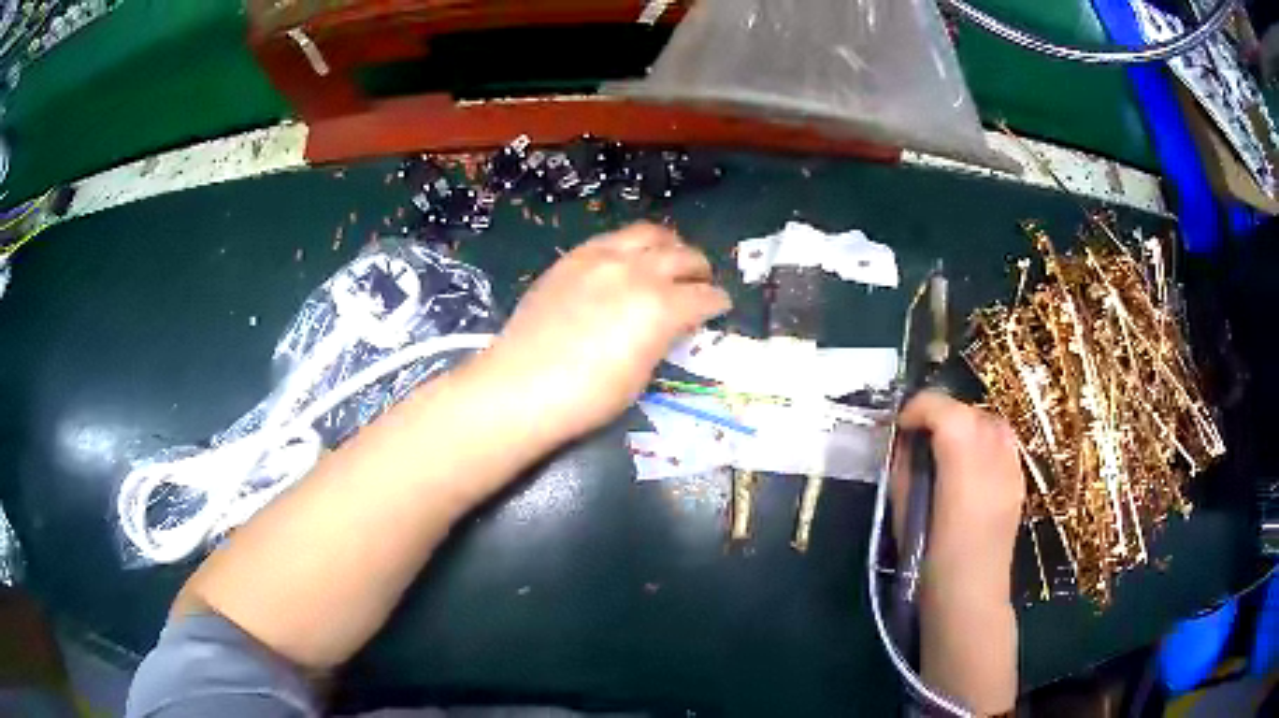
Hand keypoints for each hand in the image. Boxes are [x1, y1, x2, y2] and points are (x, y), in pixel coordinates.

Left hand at [479, 222, 731, 445]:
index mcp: (661, 307)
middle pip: (683, 257)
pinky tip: (628, 257)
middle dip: (700, 268)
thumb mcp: (641, 375)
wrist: (521, 386)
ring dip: (669, 245)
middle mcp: (637, 271)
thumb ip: (661, 339)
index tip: (721, 305)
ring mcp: (602, 258)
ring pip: (649, 234)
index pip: (704, 297)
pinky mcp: (573, 257)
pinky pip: (612, 237)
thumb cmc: (587, 396)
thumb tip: (669, 326)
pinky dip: (632, 244)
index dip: (718, 302)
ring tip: (670, 256)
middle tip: (702, 279)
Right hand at [892, 390, 1024, 599]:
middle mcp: (994, 459)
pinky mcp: (1019, 483)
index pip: (946, 411)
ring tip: (947, 446)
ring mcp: (1012, 469)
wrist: (970, 599)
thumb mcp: (904, 516)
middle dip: (942, 414)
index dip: (919, 408)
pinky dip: (985, 440)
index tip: (901, 426)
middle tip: (920, 436)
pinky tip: (971, 465)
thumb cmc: (930, 564)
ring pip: (992, 422)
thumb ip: (904, 471)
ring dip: (966, 423)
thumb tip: (903, 442)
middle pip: (970, 411)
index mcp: (963, 466)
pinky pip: (1004, 444)